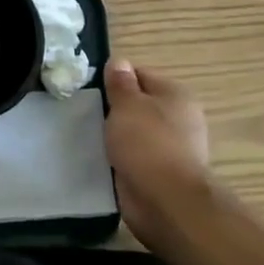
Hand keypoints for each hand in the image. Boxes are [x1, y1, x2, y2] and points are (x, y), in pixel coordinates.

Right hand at [103, 61, 211, 251]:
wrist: (166, 202)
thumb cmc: (147, 143)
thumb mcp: (127, 104)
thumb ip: (120, 83)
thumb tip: (119, 61)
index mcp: (176, 95)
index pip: (139, 75)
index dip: (114, 80)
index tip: (91, 89)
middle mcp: (178, 119)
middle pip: (137, 105)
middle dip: (113, 109)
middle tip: (85, 112)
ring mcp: (171, 149)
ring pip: (133, 132)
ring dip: (115, 135)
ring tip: (88, 136)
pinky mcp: (160, 174)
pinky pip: (133, 157)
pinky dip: (119, 158)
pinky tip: (99, 159)